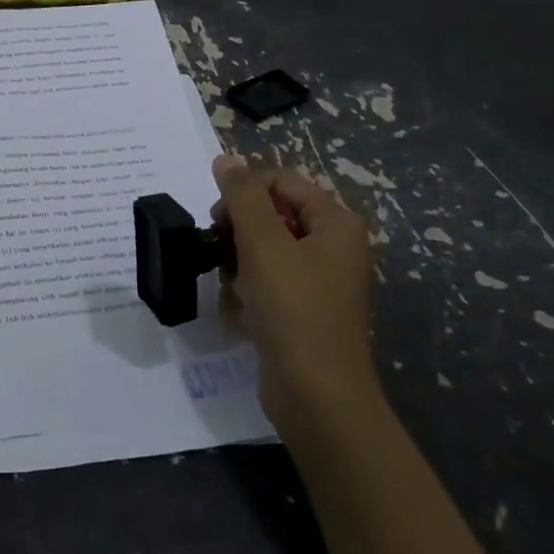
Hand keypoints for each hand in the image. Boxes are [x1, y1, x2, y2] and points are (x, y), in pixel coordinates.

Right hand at [211, 153, 376, 434]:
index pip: (280, 181)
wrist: (317, 397)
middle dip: (240, 231)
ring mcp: (318, 280)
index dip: (244, 193)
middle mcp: (332, 245)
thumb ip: (242, 196)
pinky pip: (267, 282)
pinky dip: (248, 291)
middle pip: (271, 214)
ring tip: (233, 289)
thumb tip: (225, 157)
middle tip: (220, 252)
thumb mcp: (263, 245)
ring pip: (263, 249)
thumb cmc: (294, 310)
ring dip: (239, 264)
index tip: (218, 220)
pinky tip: (240, 311)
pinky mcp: (302, 310)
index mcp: (335, 223)